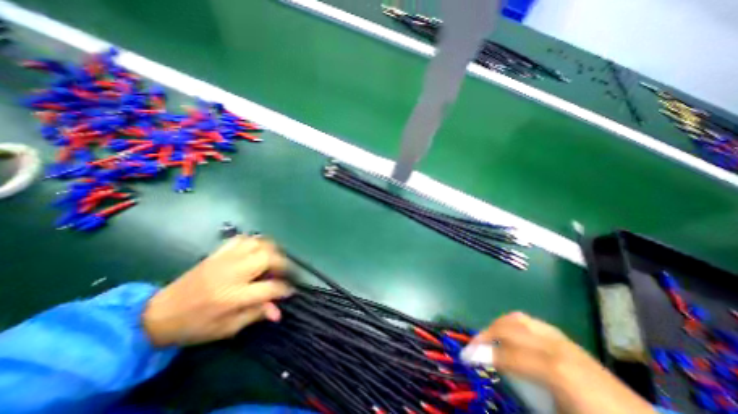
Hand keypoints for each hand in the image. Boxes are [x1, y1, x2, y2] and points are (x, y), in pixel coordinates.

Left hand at [142, 235, 292, 345]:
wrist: (157, 314)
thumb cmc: (194, 325)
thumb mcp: (226, 328)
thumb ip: (255, 315)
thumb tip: (278, 311)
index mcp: (233, 296)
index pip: (270, 287)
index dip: (285, 289)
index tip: (290, 290)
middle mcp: (232, 273)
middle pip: (267, 257)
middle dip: (282, 263)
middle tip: (284, 271)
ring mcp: (224, 259)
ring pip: (257, 243)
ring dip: (271, 249)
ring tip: (273, 258)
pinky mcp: (217, 253)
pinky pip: (242, 238)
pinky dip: (254, 241)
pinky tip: (256, 249)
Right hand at [472, 312, 650, 413]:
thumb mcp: (555, 411)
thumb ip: (523, 389)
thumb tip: (497, 373)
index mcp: (556, 371)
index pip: (506, 356)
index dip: (483, 355)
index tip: (465, 358)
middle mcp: (555, 348)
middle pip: (508, 329)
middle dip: (485, 335)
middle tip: (473, 348)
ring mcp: (561, 340)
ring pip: (518, 319)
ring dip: (497, 326)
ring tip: (489, 339)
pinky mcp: (566, 340)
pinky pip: (530, 322)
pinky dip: (512, 324)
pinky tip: (510, 337)